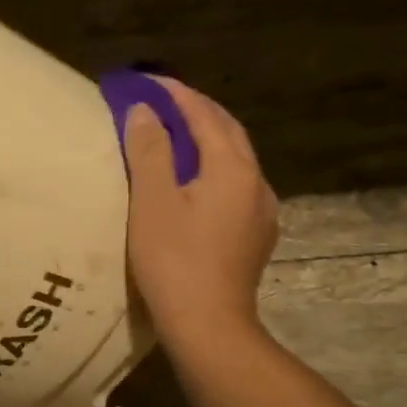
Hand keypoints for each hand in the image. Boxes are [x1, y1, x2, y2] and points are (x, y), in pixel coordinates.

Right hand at [123, 76, 276, 348]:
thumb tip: (145, 111)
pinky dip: (214, 168)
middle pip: (228, 132)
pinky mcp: (256, 235)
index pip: (205, 115)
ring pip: (235, 159)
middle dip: (196, 111)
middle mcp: (256, 182)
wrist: (208, 326)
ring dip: (207, 139)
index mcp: (233, 168)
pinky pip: (236, 184)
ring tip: (176, 135)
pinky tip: (196, 181)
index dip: (176, 94)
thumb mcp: (152, 201)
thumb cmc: (174, 260)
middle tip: (162, 100)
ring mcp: (262, 211)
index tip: (148, 81)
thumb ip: (150, 150)